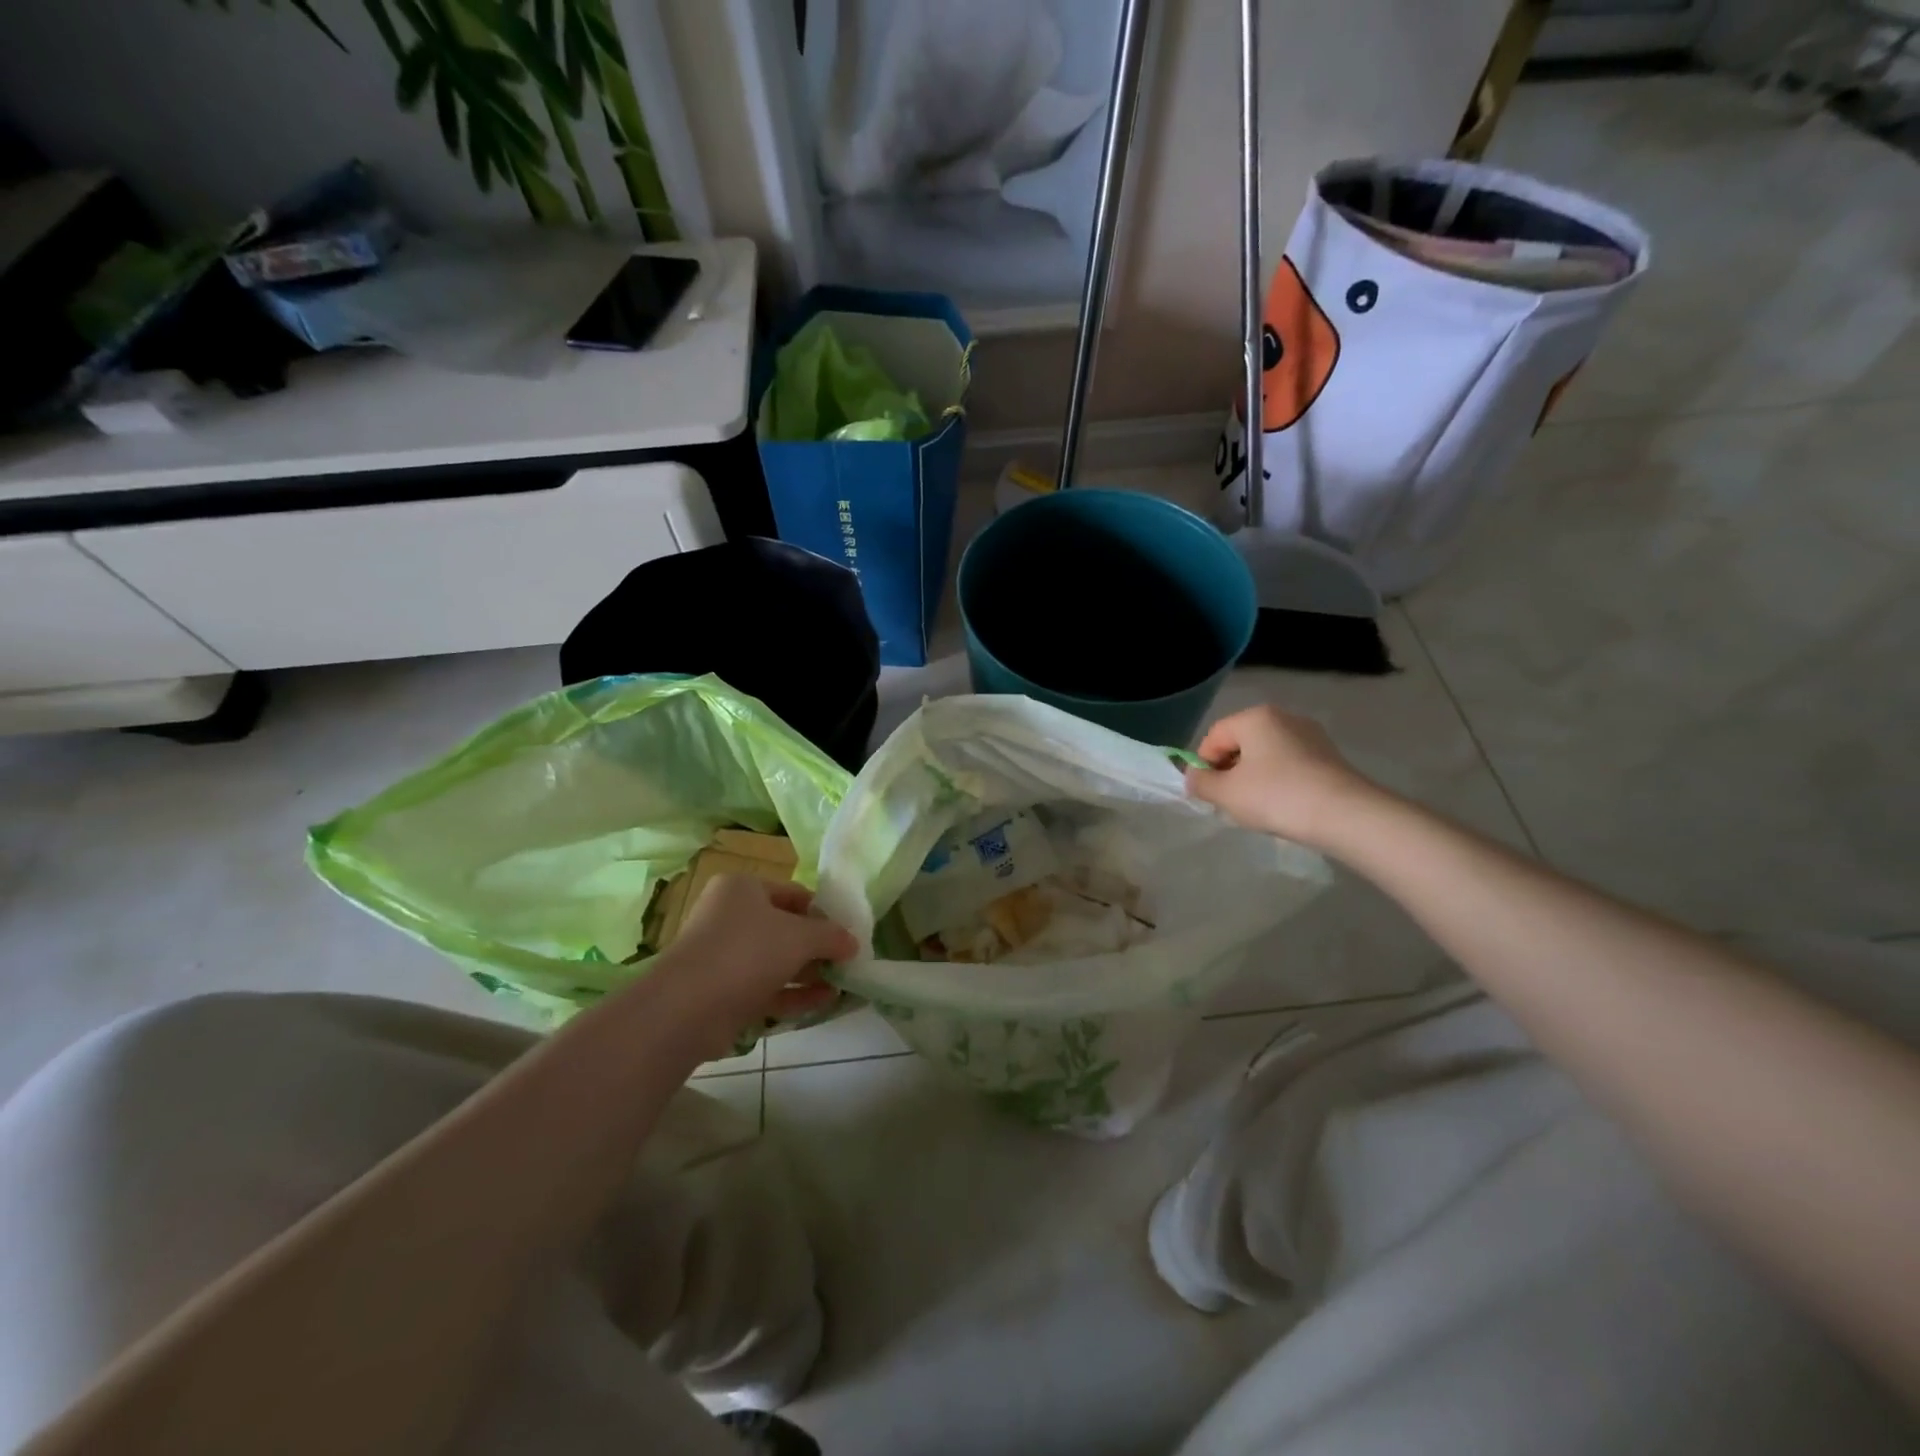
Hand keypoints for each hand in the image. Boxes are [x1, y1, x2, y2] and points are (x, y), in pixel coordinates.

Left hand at [661, 875, 857, 1055]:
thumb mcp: (800, 936)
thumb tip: (852, 942)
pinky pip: (767, 988)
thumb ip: (831, 936)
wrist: (688, 1008)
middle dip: (817, 946)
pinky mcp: (723, 993)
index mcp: (743, 889)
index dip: (823, 912)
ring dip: (809, 972)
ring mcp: (725, 957)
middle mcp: (730, 917)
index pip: (793, 894)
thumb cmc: (748, 952)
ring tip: (844, 983)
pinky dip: (794, 994)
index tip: (848, 932)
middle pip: (785, 928)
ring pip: (776, 961)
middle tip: (848, 960)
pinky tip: (826, 1002)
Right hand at [1184, 706, 1379, 848]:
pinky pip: (1290, 764)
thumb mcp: (1226, 793)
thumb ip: (1200, 783)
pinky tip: (1283, 805)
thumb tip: (1194, 777)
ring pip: (1266, 755)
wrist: (1346, 815)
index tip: (1206, 793)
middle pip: (1241, 743)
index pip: (1214, 736)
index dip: (1202, 765)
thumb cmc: (1276, 796)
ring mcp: (1311, 735)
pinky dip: (1278, 781)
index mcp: (1255, 717)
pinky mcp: (1329, 756)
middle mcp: (1284, 717)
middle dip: (1229, 770)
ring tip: (1257, 807)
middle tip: (1229, 802)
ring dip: (1253, 777)